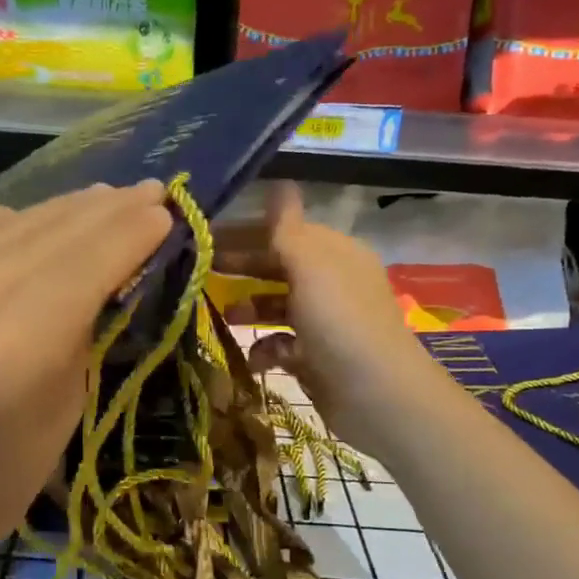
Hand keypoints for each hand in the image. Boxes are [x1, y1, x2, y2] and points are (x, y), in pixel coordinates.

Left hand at [0, 182, 172, 578]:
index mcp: (15, 352)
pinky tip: (28, 218)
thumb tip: (115, 277)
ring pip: (10, 225)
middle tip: (151, 190)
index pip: (86, 267)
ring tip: (104, 197)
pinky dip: (3, 216)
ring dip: (63, 208)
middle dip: (108, 211)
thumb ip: (85, 337)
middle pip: (52, 236)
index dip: (131, 234)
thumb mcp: (61, 419)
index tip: (166, 212)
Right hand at [215, 183, 448, 457]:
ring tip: (224, 316)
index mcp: (335, 254)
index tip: (207, 237)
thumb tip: (280, 183)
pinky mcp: (317, 359)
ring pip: (278, 307)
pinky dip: (266, 349)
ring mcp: (325, 323)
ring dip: (250, 309)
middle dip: (243, 269)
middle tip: (201, 271)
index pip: (285, 232)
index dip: (247, 232)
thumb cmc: (339, 320)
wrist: (376, 395)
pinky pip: (282, 345)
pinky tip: (256, 356)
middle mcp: (331, 284)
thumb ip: (287, 228)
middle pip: (279, 267)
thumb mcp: (310, 265)